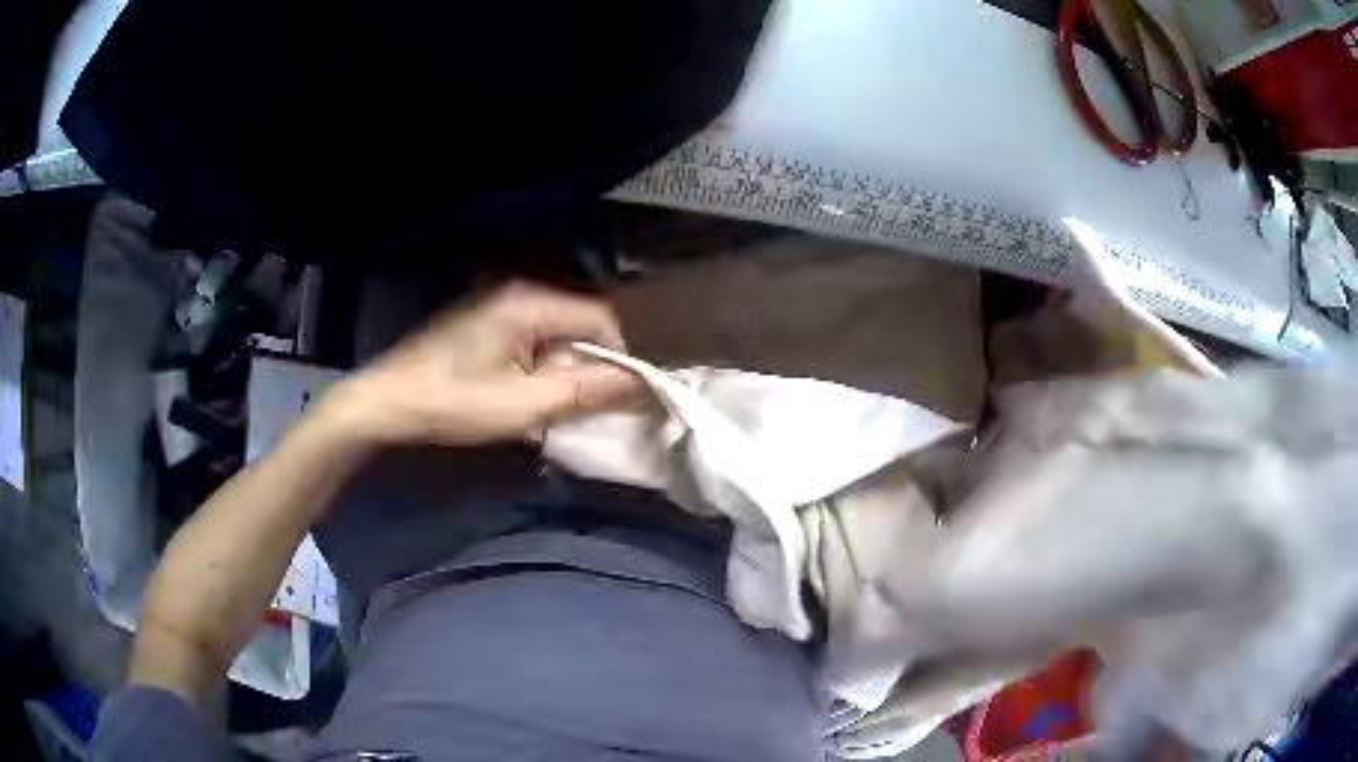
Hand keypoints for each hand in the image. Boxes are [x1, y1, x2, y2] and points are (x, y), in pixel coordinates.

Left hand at [316, 282, 636, 448]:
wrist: (387, 402)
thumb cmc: (453, 402)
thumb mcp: (523, 405)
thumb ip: (584, 392)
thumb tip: (638, 383)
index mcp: (529, 302)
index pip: (600, 318)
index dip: (619, 356)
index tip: (622, 396)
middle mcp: (517, 294)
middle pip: (578, 326)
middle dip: (588, 367)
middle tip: (585, 409)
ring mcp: (498, 307)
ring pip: (556, 336)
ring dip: (563, 372)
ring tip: (554, 408)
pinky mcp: (484, 324)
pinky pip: (532, 342)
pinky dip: (540, 369)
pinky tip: (526, 397)